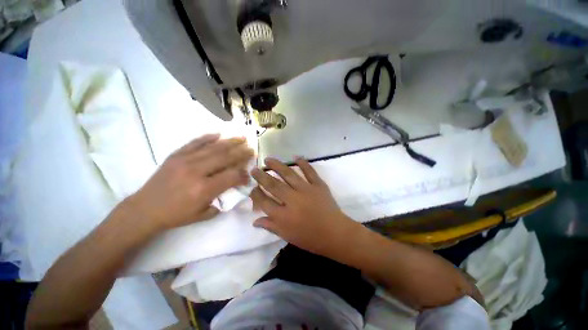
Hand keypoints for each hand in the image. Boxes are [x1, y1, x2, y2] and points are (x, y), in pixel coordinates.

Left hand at [124, 134, 253, 230]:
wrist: (144, 209)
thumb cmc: (176, 215)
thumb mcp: (203, 214)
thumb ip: (222, 200)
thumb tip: (234, 188)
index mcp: (204, 189)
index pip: (232, 176)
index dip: (244, 174)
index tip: (249, 174)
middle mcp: (196, 172)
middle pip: (225, 157)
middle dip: (242, 153)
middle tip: (252, 149)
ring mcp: (185, 161)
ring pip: (213, 148)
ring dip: (230, 142)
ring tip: (242, 137)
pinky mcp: (175, 155)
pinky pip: (194, 143)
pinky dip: (208, 137)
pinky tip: (219, 134)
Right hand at [250, 158, 356, 254]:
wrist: (335, 233)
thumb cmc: (310, 238)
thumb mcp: (287, 236)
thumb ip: (271, 226)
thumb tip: (255, 221)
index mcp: (283, 216)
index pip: (264, 202)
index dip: (256, 194)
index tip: (252, 188)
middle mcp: (292, 200)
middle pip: (273, 185)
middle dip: (261, 176)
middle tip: (254, 169)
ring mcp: (306, 190)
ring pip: (288, 174)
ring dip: (277, 166)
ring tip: (268, 159)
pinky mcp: (318, 185)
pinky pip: (310, 172)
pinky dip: (303, 163)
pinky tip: (296, 157)